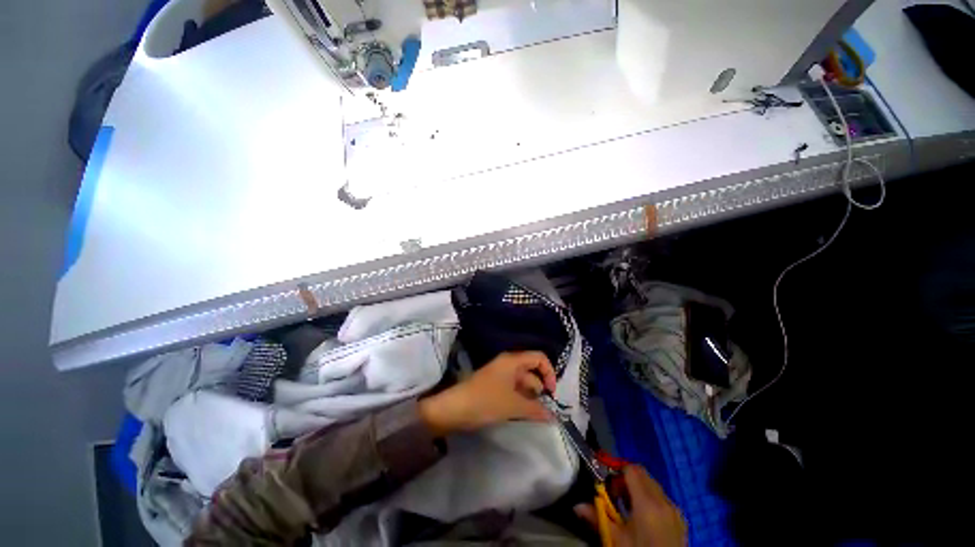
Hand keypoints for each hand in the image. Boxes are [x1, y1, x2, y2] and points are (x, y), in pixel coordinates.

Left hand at [418, 351, 556, 436]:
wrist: (454, 408)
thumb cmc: (486, 401)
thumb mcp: (513, 405)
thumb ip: (535, 409)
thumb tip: (553, 416)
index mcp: (513, 360)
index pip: (539, 357)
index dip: (549, 372)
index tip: (551, 393)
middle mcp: (508, 363)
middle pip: (532, 370)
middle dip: (540, 387)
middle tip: (544, 407)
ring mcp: (500, 374)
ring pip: (522, 381)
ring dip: (530, 396)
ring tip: (534, 413)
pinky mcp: (494, 385)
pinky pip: (513, 388)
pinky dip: (520, 398)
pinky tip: (522, 412)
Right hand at [575, 466, 686, 546]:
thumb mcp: (617, 539)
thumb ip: (598, 518)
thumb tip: (576, 506)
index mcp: (647, 503)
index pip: (631, 469)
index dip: (617, 470)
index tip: (607, 483)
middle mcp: (663, 500)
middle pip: (642, 474)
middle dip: (626, 478)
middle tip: (615, 494)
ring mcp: (675, 509)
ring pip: (653, 485)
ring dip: (638, 488)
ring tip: (627, 507)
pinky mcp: (681, 519)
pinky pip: (663, 498)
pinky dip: (650, 499)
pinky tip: (643, 518)